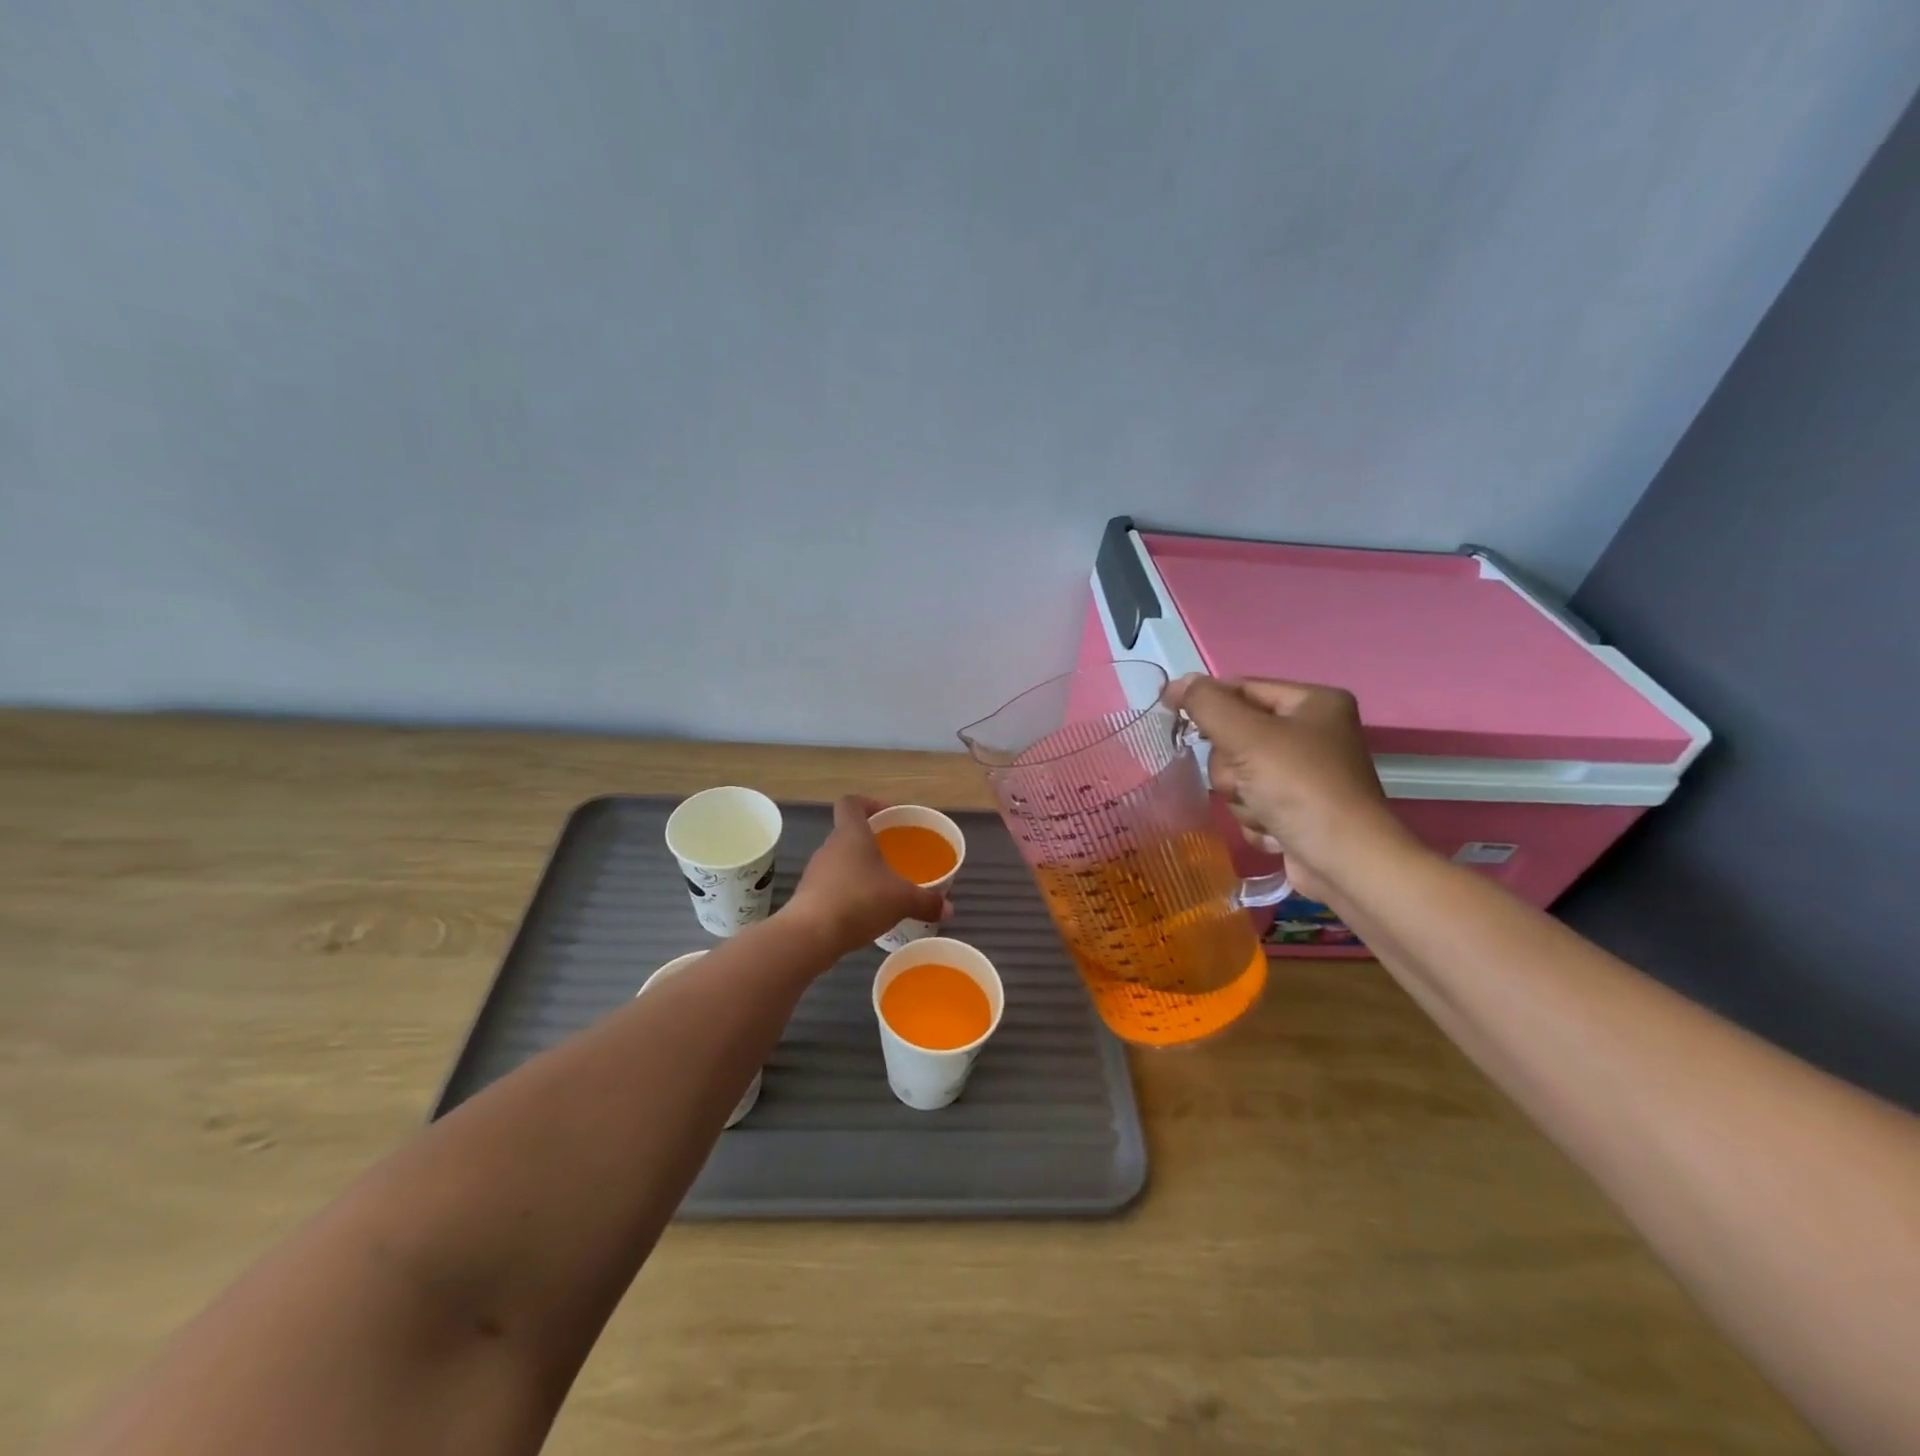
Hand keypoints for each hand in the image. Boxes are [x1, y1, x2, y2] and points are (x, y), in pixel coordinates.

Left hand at [783, 796, 949, 953]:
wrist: (810, 935)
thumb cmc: (859, 901)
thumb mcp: (902, 900)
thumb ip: (926, 902)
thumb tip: (948, 909)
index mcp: (851, 833)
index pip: (852, 803)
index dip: (869, 804)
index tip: (888, 817)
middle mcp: (830, 846)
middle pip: (848, 833)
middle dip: (871, 842)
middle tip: (894, 856)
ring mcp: (816, 871)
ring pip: (841, 861)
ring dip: (859, 869)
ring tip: (882, 887)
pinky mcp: (808, 896)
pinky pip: (832, 885)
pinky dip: (848, 892)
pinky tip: (864, 911)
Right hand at [1164, 675, 1404, 901]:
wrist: (1344, 862)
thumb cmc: (1300, 788)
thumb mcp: (1247, 736)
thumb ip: (1207, 704)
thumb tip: (1176, 683)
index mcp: (1313, 703)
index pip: (1242, 689)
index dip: (1207, 702)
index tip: (1172, 717)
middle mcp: (1312, 734)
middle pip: (1236, 737)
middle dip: (1232, 766)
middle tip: (1245, 780)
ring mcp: (1305, 775)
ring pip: (1239, 774)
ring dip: (1242, 797)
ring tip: (1264, 811)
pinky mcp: (1297, 810)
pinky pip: (1253, 803)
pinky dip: (1256, 819)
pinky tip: (1274, 830)